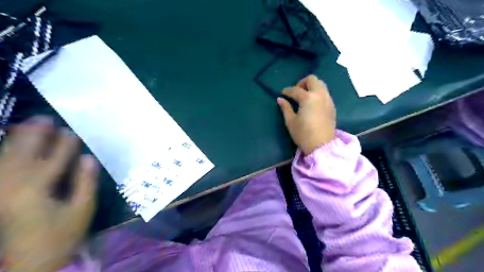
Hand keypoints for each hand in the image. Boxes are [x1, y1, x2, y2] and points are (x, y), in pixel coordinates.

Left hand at [0, 116, 97, 271]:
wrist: (31, 263)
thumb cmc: (62, 235)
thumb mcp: (82, 210)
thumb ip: (85, 182)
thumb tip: (88, 158)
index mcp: (36, 191)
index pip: (53, 161)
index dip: (64, 145)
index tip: (73, 132)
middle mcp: (12, 188)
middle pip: (22, 154)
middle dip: (34, 135)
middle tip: (45, 117)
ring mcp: (0, 192)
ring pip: (5, 159)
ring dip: (16, 140)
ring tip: (27, 124)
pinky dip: (4, 154)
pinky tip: (10, 145)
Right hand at [278, 74, 334, 154]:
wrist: (322, 146)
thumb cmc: (303, 134)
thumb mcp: (291, 121)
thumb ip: (285, 108)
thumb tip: (280, 99)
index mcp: (308, 98)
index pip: (295, 90)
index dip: (287, 91)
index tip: (282, 94)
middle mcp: (320, 95)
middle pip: (312, 80)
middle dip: (302, 83)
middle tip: (296, 92)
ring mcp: (328, 100)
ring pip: (321, 84)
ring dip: (311, 86)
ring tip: (304, 97)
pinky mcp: (332, 106)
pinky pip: (325, 93)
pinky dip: (318, 93)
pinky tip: (312, 103)